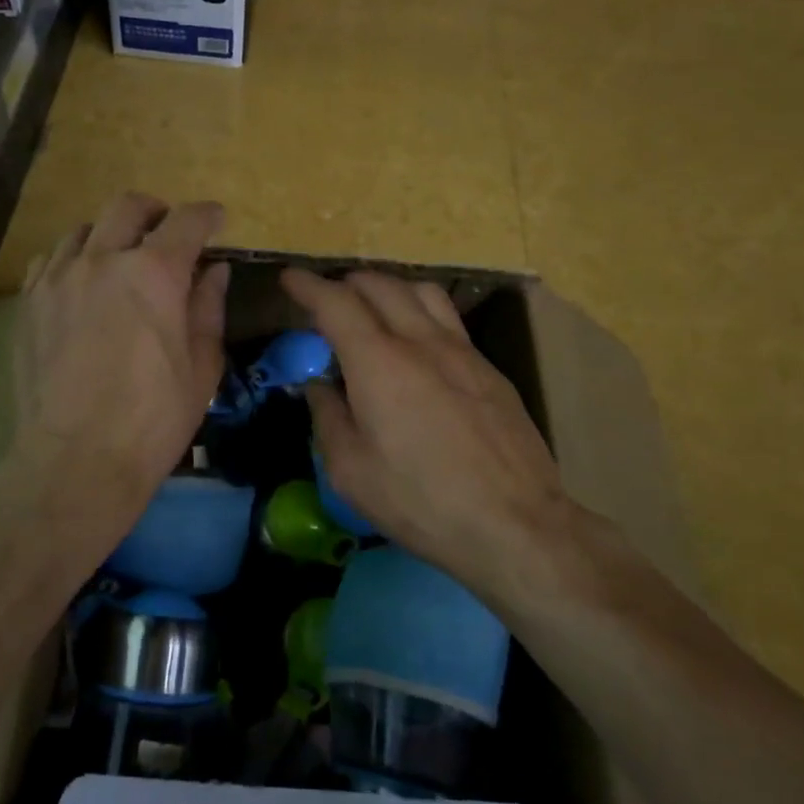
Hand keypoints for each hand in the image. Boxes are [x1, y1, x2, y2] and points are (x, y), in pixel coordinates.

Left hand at [17, 194, 229, 508]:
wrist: (77, 458)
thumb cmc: (154, 418)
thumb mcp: (201, 366)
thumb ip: (208, 308)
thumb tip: (215, 271)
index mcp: (155, 273)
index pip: (186, 221)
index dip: (207, 215)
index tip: (216, 220)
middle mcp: (102, 260)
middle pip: (129, 207)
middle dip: (156, 211)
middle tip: (168, 234)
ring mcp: (58, 278)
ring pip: (84, 229)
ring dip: (111, 234)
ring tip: (121, 260)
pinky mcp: (28, 302)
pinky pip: (51, 259)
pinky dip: (74, 259)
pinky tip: (81, 285)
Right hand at [281, 269, 596, 606]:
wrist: (515, 524)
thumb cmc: (421, 502)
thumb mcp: (351, 471)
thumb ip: (328, 417)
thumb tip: (319, 386)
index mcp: (379, 363)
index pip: (336, 303)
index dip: (307, 285)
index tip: (289, 278)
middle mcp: (421, 342)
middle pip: (380, 285)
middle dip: (345, 284)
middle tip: (326, 301)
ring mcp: (463, 352)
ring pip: (422, 292)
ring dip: (388, 290)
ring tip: (373, 311)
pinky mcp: (490, 370)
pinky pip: (449, 320)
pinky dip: (420, 314)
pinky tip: (418, 347)